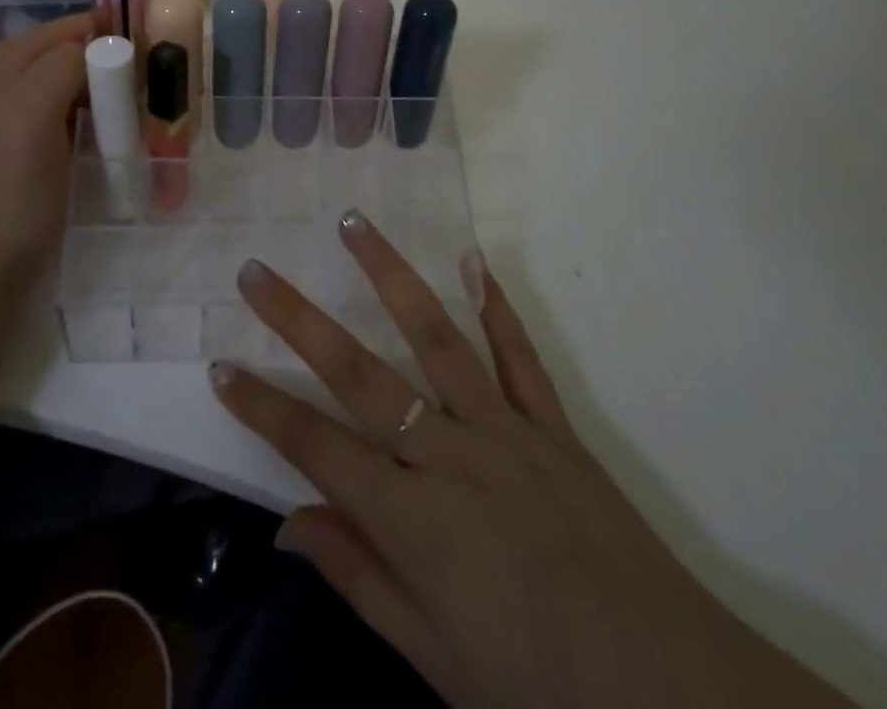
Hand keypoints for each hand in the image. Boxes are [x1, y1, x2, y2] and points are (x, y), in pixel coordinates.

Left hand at [0, 0, 200, 272]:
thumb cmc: (11, 183)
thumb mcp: (32, 109)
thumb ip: (71, 59)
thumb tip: (114, 40)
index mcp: (21, 56)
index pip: (91, 20)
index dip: (136, 15)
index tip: (185, 20)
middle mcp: (32, 74)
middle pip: (103, 49)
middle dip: (145, 56)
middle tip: (189, 75)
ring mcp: (46, 110)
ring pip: (109, 81)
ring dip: (144, 90)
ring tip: (182, 108)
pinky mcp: (61, 142)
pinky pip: (106, 113)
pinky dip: (133, 117)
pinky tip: (158, 131)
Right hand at [210, 212, 857, 708]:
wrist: (667, 689)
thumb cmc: (535, 686)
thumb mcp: (432, 657)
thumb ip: (357, 576)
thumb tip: (285, 523)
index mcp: (412, 521)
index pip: (315, 449)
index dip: (261, 408)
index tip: (218, 365)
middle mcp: (449, 456)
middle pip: (359, 374)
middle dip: (299, 320)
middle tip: (257, 271)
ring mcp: (504, 429)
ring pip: (435, 337)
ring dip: (390, 276)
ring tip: (353, 224)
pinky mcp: (553, 425)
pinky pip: (519, 356)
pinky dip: (496, 306)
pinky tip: (473, 260)